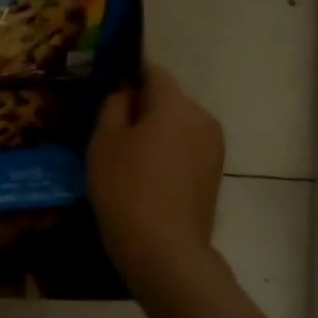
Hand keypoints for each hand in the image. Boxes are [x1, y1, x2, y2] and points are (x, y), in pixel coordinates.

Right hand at [87, 65, 224, 289]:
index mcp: (176, 104)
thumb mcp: (104, 140)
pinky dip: (165, 150)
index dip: (128, 73)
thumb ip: (114, 106)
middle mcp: (203, 118)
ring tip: (122, 152)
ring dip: (153, 130)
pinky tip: (141, 172)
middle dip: (140, 105)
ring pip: (176, 124)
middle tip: (106, 124)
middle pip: (167, 99)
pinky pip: (184, 146)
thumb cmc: (124, 186)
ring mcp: (214, 147)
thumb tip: (125, 92)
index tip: (106, 82)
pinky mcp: (213, 172)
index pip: (152, 72)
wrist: (162, 246)